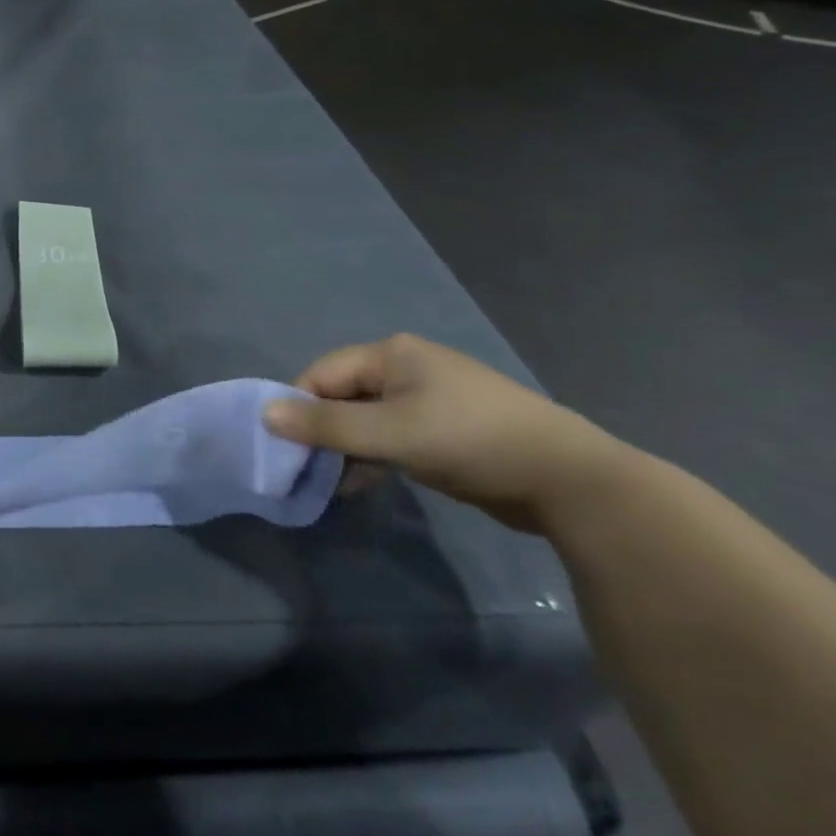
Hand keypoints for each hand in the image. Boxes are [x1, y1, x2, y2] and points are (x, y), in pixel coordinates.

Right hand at [265, 334, 630, 533]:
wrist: (572, 481)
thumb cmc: (471, 441)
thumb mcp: (391, 434)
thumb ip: (326, 426)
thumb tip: (264, 414)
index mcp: (391, 353)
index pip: (322, 374)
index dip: (299, 408)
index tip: (284, 447)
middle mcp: (406, 367)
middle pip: (342, 395)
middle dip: (321, 430)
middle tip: (304, 468)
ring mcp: (428, 398)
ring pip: (366, 418)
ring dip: (346, 447)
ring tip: (329, 481)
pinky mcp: (445, 429)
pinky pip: (391, 435)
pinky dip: (373, 456)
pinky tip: (361, 482)